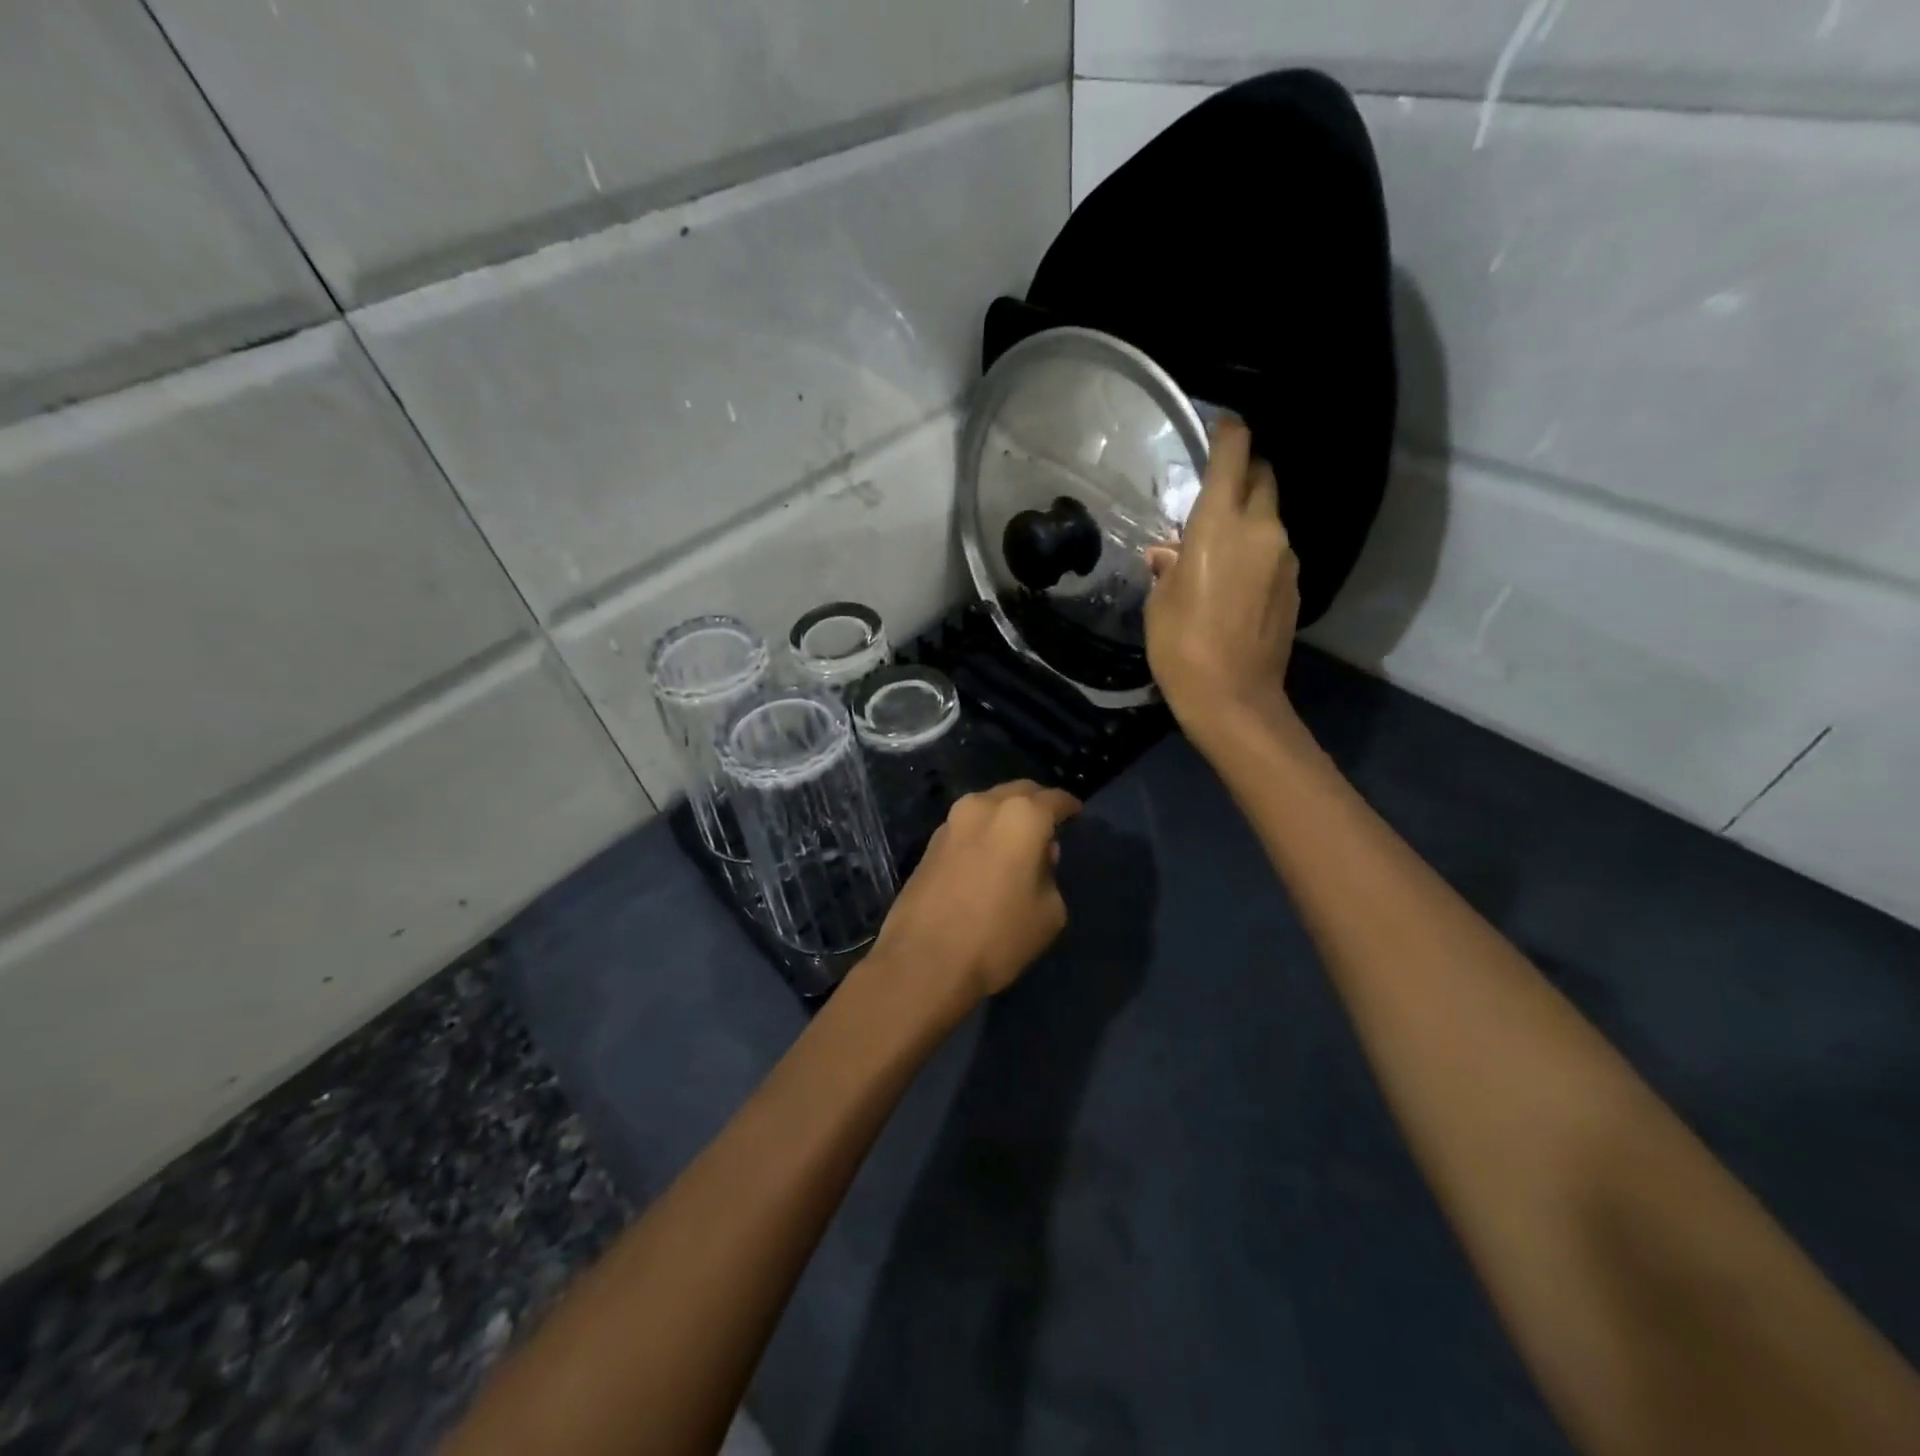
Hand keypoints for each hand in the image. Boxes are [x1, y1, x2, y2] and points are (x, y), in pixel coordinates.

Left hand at [872, 780, 1081, 1004]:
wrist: (923, 961)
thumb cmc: (997, 936)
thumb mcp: (1049, 912)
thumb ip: (1051, 874)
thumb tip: (1038, 859)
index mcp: (1021, 816)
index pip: (1055, 799)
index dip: (1070, 806)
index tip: (1078, 814)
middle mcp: (984, 806)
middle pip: (1019, 793)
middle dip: (1037, 804)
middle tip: (1050, 826)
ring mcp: (951, 821)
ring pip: (990, 806)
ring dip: (1007, 817)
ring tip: (1019, 844)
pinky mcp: (930, 843)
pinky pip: (968, 826)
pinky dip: (985, 832)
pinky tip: (990, 857)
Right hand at [1145, 418, 1300, 743]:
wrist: (1233, 698)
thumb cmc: (1181, 646)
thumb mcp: (1160, 602)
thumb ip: (1168, 566)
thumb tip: (1169, 553)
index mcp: (1220, 525)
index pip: (1234, 455)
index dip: (1229, 432)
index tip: (1220, 425)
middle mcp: (1261, 530)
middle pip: (1263, 477)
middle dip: (1244, 472)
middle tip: (1216, 491)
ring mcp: (1284, 558)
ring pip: (1271, 517)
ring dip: (1250, 518)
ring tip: (1219, 549)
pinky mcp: (1295, 585)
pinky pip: (1276, 551)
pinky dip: (1258, 552)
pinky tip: (1235, 583)